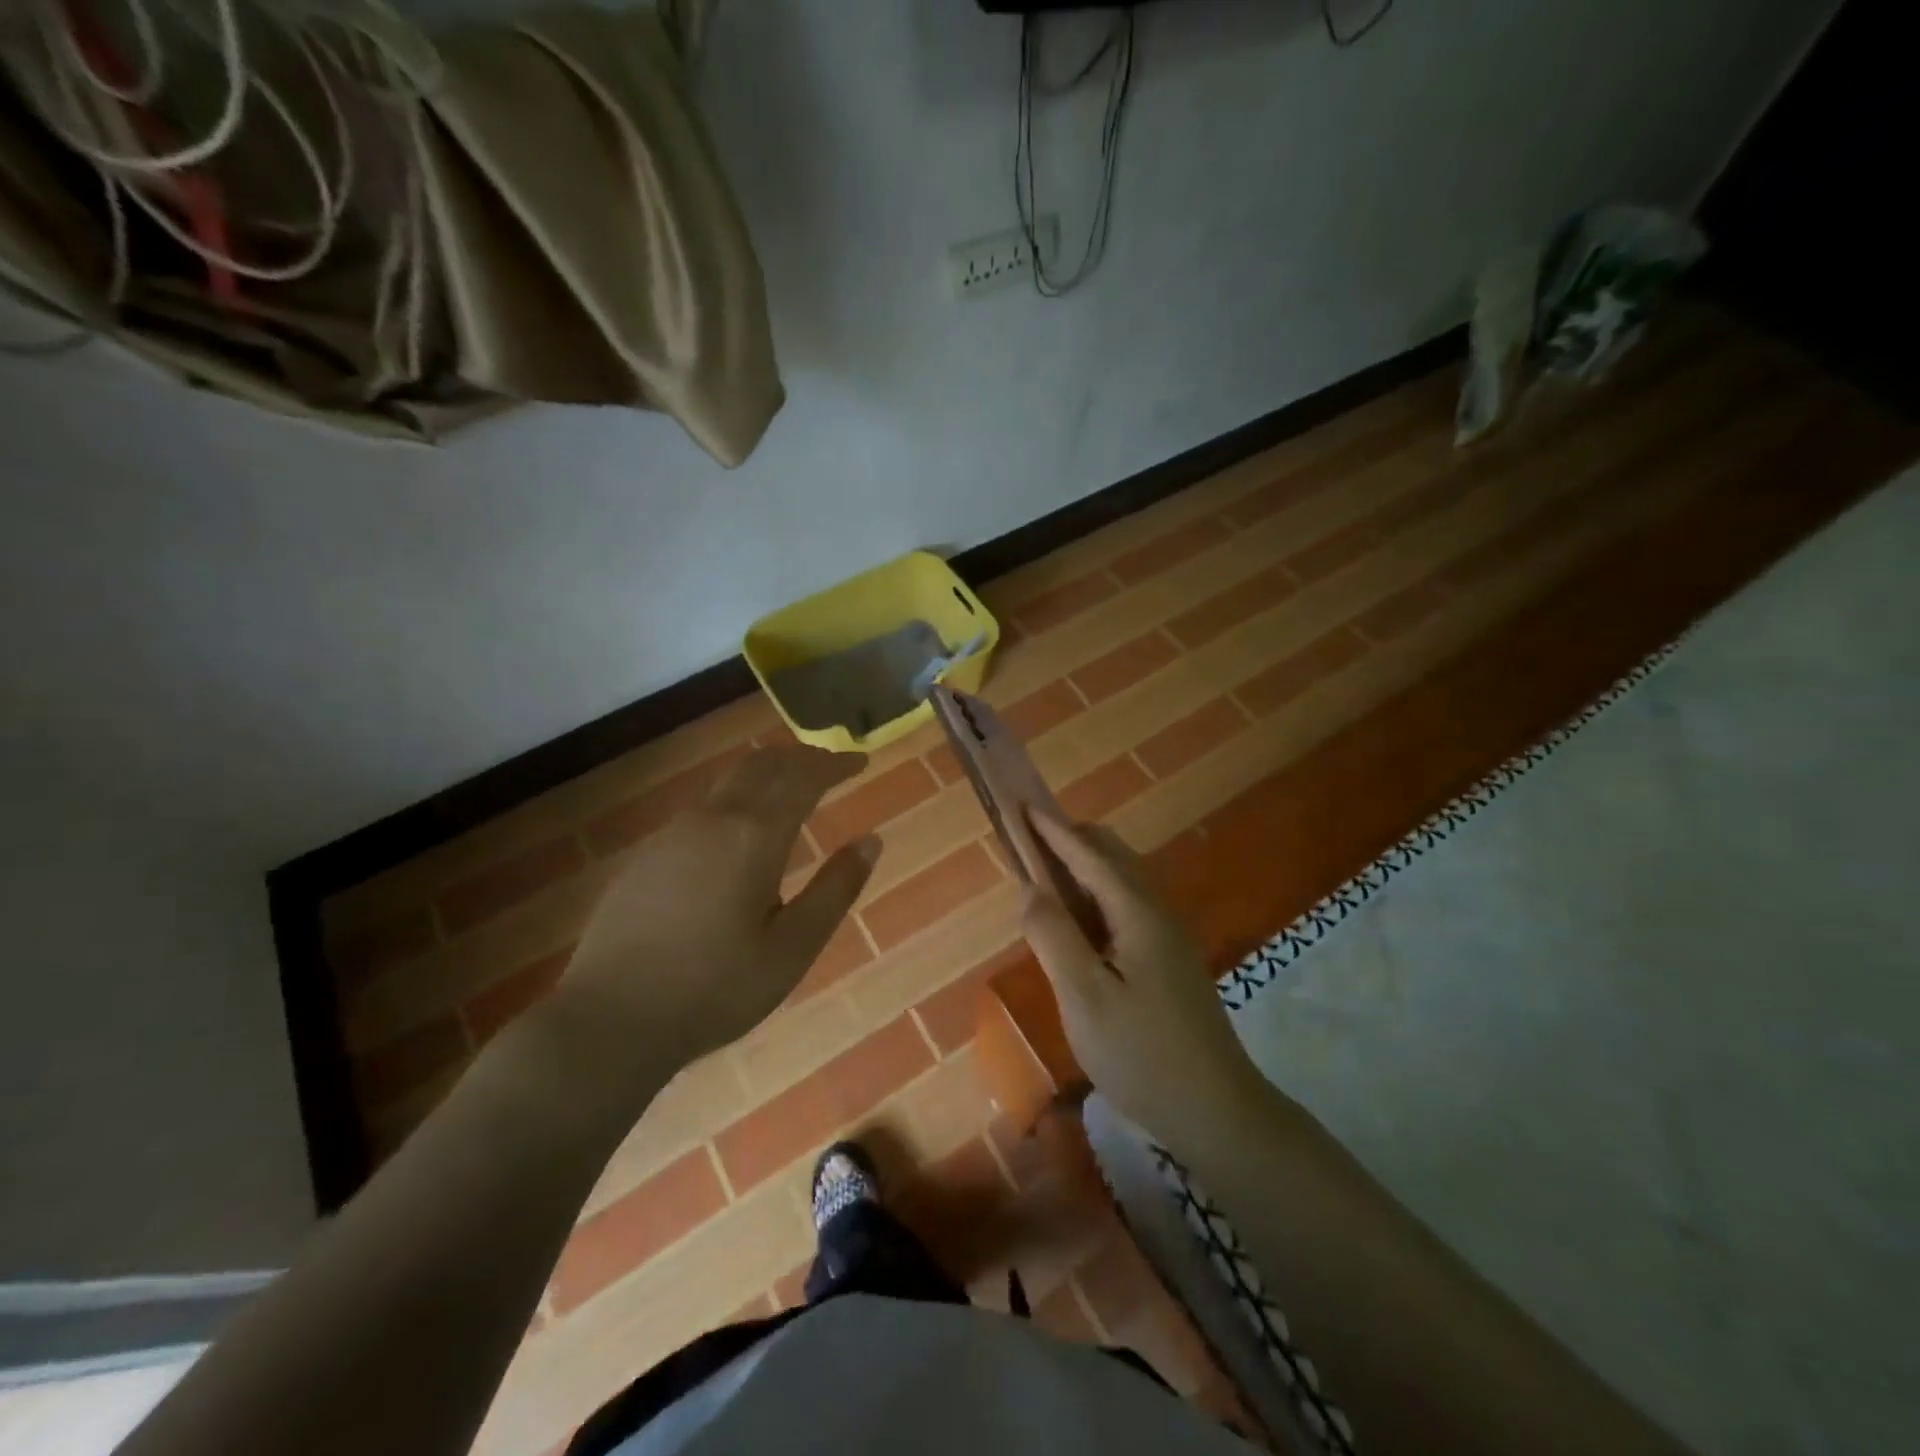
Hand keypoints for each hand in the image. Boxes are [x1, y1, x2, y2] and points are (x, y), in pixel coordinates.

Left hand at [551, 746, 880, 1102]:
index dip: (835, 763)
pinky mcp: (648, 853)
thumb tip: (871, 840)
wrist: (610, 1019)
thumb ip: (835, 889)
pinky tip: (741, 831)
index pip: (803, 777)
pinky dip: (738, 797)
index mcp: (754, 836)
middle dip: (801, 757)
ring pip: (729, 781)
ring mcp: (674, 833)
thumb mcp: (792, 948)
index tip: (860, 760)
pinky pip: (704, 806)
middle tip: (830, 766)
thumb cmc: (716, 989)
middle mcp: (713, 819)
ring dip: (767, 774)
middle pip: (762, 765)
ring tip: (792, 790)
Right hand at [1009, 806, 1266, 1150]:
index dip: (1052, 830)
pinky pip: (1126, 907)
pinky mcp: (1169, 961)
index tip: (1022, 804)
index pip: (1087, 854)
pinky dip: (1095, 896)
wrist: (1217, 1111)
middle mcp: (1156, 913)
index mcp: (1137, 913)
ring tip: (1045, 876)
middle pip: (1112, 857)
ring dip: (1083, 867)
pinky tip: (1079, 922)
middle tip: (1028, 841)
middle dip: (1070, 840)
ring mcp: (1168, 937)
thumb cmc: (1142, 1053)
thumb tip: (1030, 888)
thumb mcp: (1084, 996)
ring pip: (1121, 881)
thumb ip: (1053, 936)